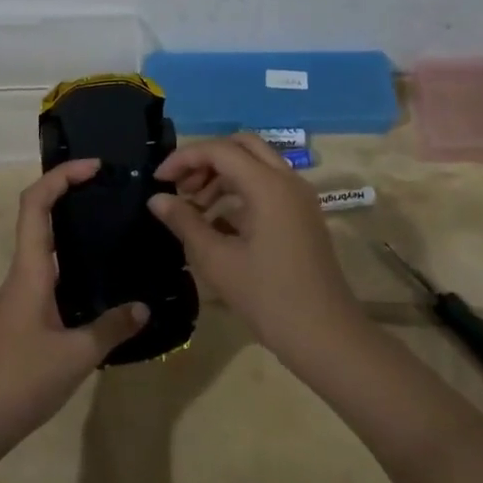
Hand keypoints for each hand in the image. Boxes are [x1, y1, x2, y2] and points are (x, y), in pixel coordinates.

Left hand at [0, 159, 146, 459]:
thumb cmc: (20, 379)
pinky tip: (102, 278)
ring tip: (115, 227)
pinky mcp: (27, 316)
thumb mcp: (76, 355)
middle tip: (112, 191)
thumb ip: (112, 327)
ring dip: (73, 227)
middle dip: (70, 193)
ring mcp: (23, 295)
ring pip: (46, 246)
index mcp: (30, 270)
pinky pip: (52, 273)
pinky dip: (75, 261)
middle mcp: (24, 273)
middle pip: (39, 216)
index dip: (61, 176)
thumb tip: (144, 307)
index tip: (95, 167)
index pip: (36, 204)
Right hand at [149, 134, 365, 362]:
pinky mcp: (302, 216)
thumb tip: (157, 199)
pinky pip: (268, 187)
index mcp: (268, 186)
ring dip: (222, 176)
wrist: (325, 335)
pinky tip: (218, 224)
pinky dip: (240, 192)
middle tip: (181, 187)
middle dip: (206, 160)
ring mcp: (299, 198)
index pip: (220, 150)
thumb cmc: (267, 297)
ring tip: (194, 208)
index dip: (184, 158)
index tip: (158, 180)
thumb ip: (185, 222)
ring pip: (256, 165)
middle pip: (242, 146)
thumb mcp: (217, 260)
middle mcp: (288, 181)